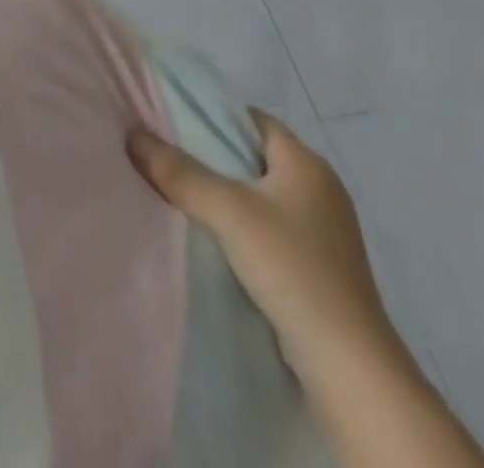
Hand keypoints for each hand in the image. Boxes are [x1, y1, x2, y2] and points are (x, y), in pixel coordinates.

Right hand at [128, 110, 402, 392]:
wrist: (350, 368)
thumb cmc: (292, 268)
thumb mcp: (227, 211)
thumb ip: (178, 171)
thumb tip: (133, 134)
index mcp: (308, 164)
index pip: (252, 119)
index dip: (213, 115)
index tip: (171, 122)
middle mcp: (320, 189)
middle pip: (252, 155)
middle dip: (210, 155)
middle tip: (165, 155)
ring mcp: (323, 231)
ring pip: (259, 194)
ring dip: (223, 193)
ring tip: (179, 194)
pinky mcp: (319, 266)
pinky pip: (269, 227)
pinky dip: (240, 225)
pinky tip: (212, 236)